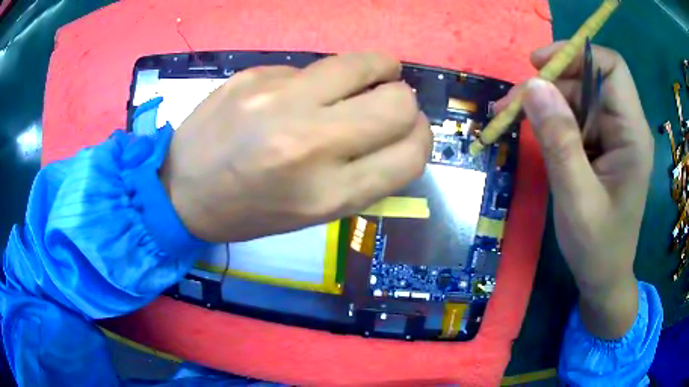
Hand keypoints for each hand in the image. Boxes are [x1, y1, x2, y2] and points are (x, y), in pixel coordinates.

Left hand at [160, 52, 431, 242]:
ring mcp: (279, 100)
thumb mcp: (313, 214)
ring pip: (365, 64)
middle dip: (405, 103)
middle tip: (389, 104)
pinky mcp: (256, 74)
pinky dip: (322, 78)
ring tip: (371, 75)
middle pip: (399, 103)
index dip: (421, 140)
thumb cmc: (248, 212)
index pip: (410, 154)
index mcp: (328, 194)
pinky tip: (298, 94)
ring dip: (380, 69)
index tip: (411, 133)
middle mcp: (310, 143)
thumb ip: (366, 175)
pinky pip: (314, 67)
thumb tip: (401, 134)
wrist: (180, 189)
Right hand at [496, 42, 652, 338]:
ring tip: (512, 118)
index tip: (537, 65)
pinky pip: (577, 117)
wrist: (604, 277)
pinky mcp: (604, 146)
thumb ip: (560, 142)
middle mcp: (627, 127)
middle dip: (549, 84)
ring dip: (546, 102)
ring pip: (579, 96)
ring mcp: (615, 136)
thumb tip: (534, 87)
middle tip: (511, 104)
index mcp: (633, 135)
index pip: (611, 68)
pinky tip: (534, 131)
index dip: (575, 54)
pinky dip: (552, 118)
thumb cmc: (597, 247)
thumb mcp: (576, 199)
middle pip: (589, 80)